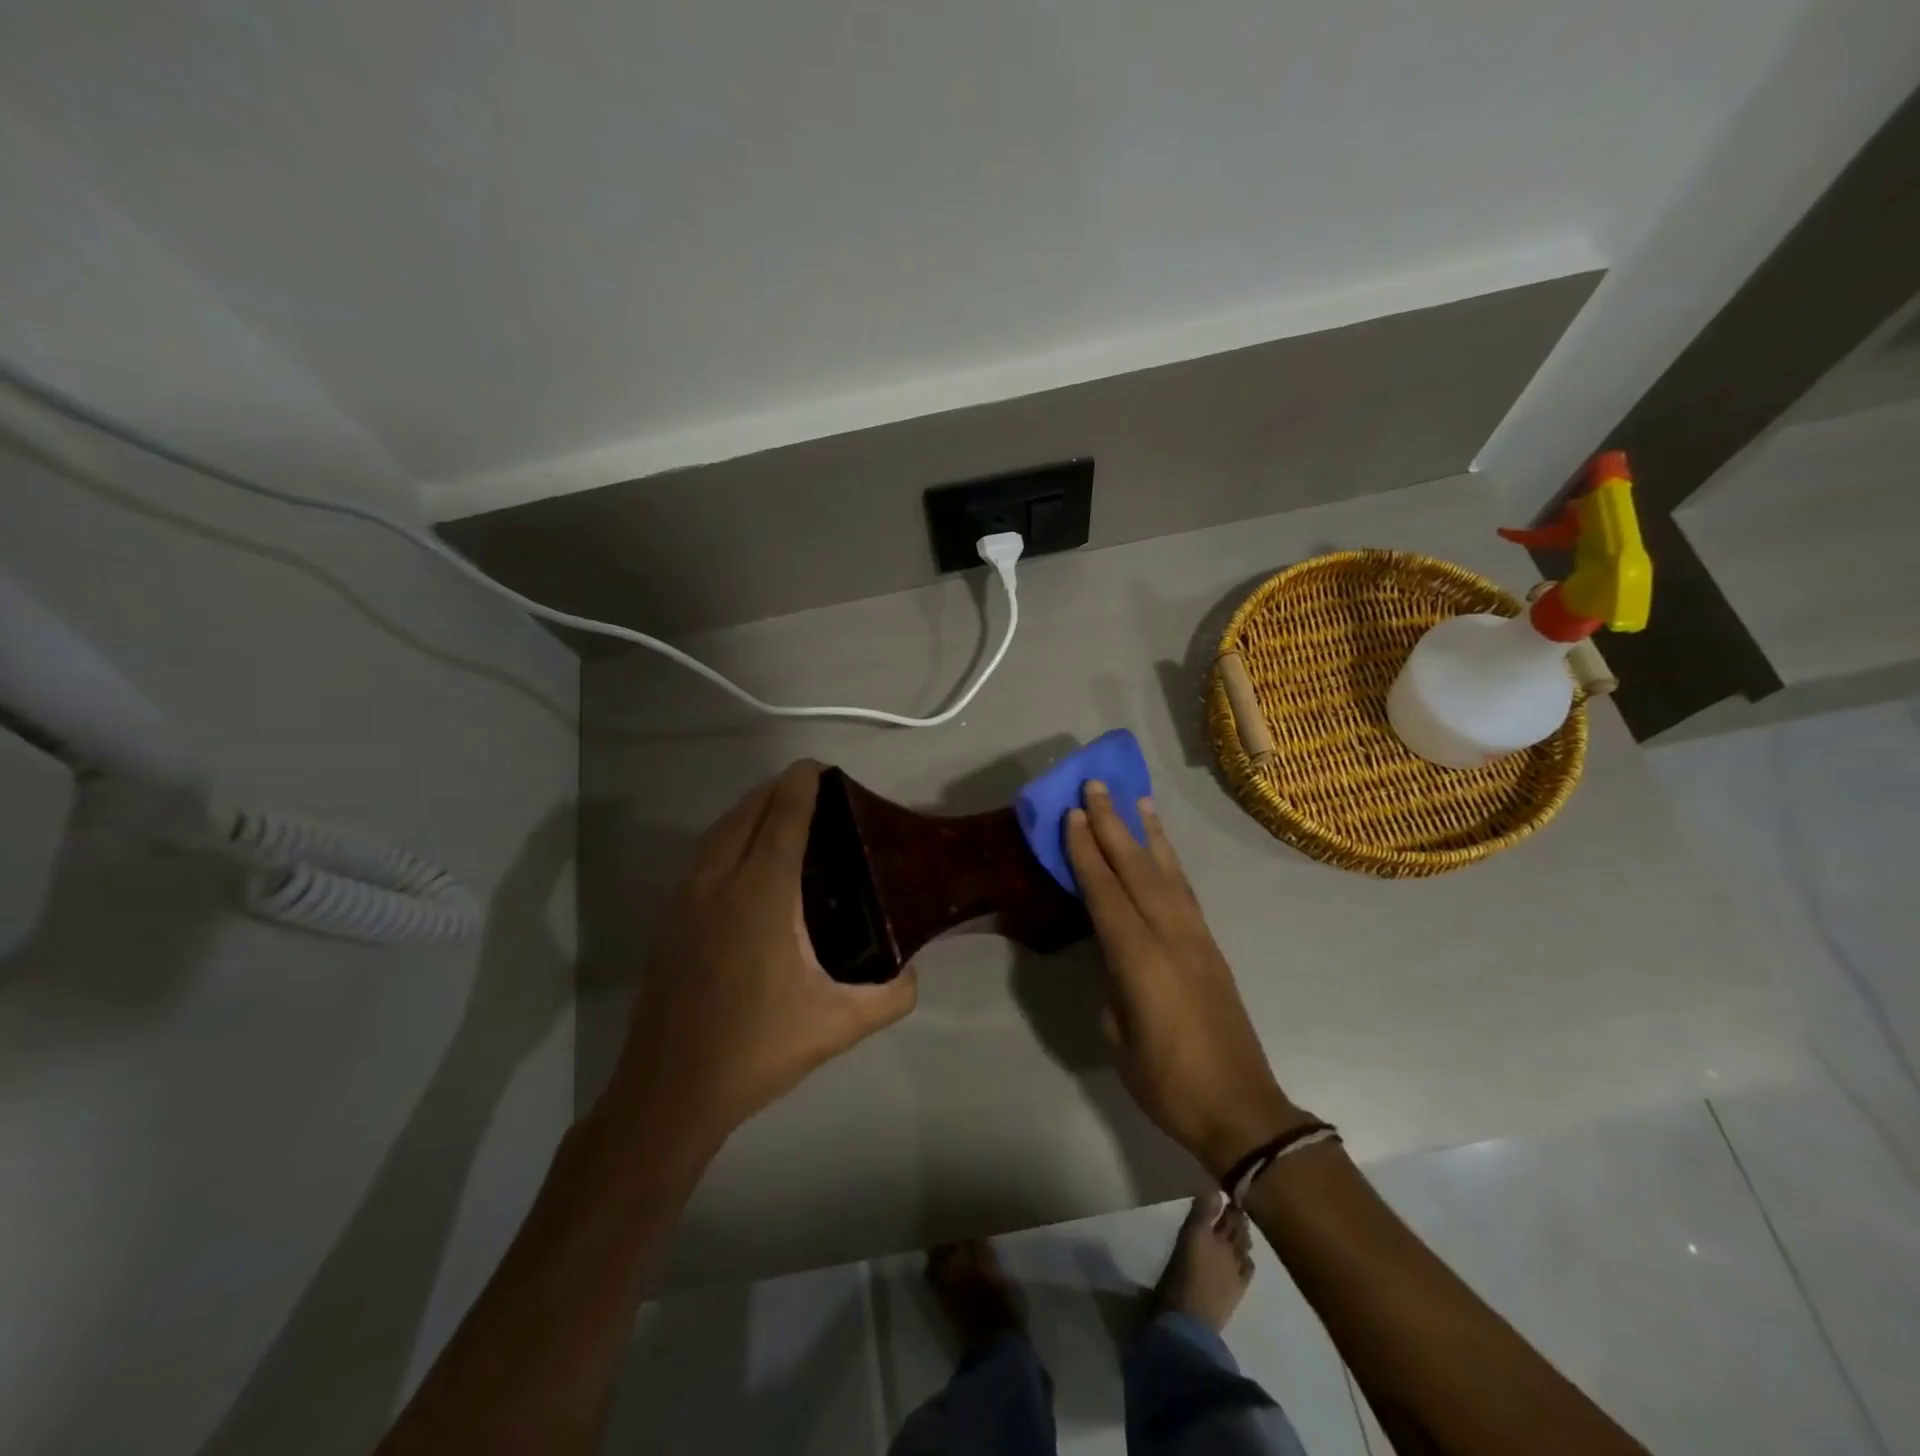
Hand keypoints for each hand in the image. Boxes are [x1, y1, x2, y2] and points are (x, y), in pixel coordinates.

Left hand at [608, 761, 916, 1146]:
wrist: (669, 1091)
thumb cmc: (756, 1049)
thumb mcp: (838, 1026)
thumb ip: (891, 996)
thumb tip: (914, 974)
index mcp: (761, 894)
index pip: (782, 818)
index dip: (801, 785)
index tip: (820, 767)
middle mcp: (719, 883)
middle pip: (746, 813)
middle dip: (775, 790)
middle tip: (809, 789)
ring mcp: (686, 900)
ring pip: (717, 833)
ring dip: (747, 811)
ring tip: (777, 813)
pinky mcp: (668, 921)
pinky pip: (701, 857)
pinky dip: (726, 838)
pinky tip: (742, 862)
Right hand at [1065, 783, 1307, 1175]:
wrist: (1240, 1108)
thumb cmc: (1167, 1083)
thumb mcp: (1119, 1036)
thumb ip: (1112, 985)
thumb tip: (1115, 959)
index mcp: (1139, 959)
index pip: (1105, 892)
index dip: (1087, 851)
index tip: (1073, 814)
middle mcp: (1170, 936)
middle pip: (1137, 869)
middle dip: (1114, 824)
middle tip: (1096, 786)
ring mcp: (1196, 938)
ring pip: (1167, 872)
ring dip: (1148, 833)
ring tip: (1136, 799)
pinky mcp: (1210, 947)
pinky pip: (1185, 891)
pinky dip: (1171, 862)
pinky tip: (1163, 850)